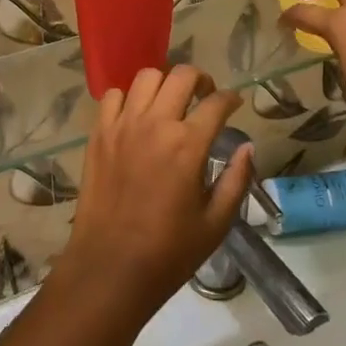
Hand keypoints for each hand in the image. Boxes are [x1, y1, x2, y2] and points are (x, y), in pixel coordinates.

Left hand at [56, 66, 250, 321]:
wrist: (109, 269)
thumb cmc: (168, 252)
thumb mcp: (216, 223)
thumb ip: (236, 179)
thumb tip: (247, 147)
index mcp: (188, 145)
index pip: (217, 102)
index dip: (231, 98)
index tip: (235, 103)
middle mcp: (155, 124)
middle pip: (181, 75)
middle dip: (200, 79)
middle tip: (205, 96)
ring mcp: (122, 125)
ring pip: (146, 77)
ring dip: (164, 83)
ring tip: (170, 102)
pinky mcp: (99, 134)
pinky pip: (113, 96)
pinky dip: (128, 98)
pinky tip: (136, 116)